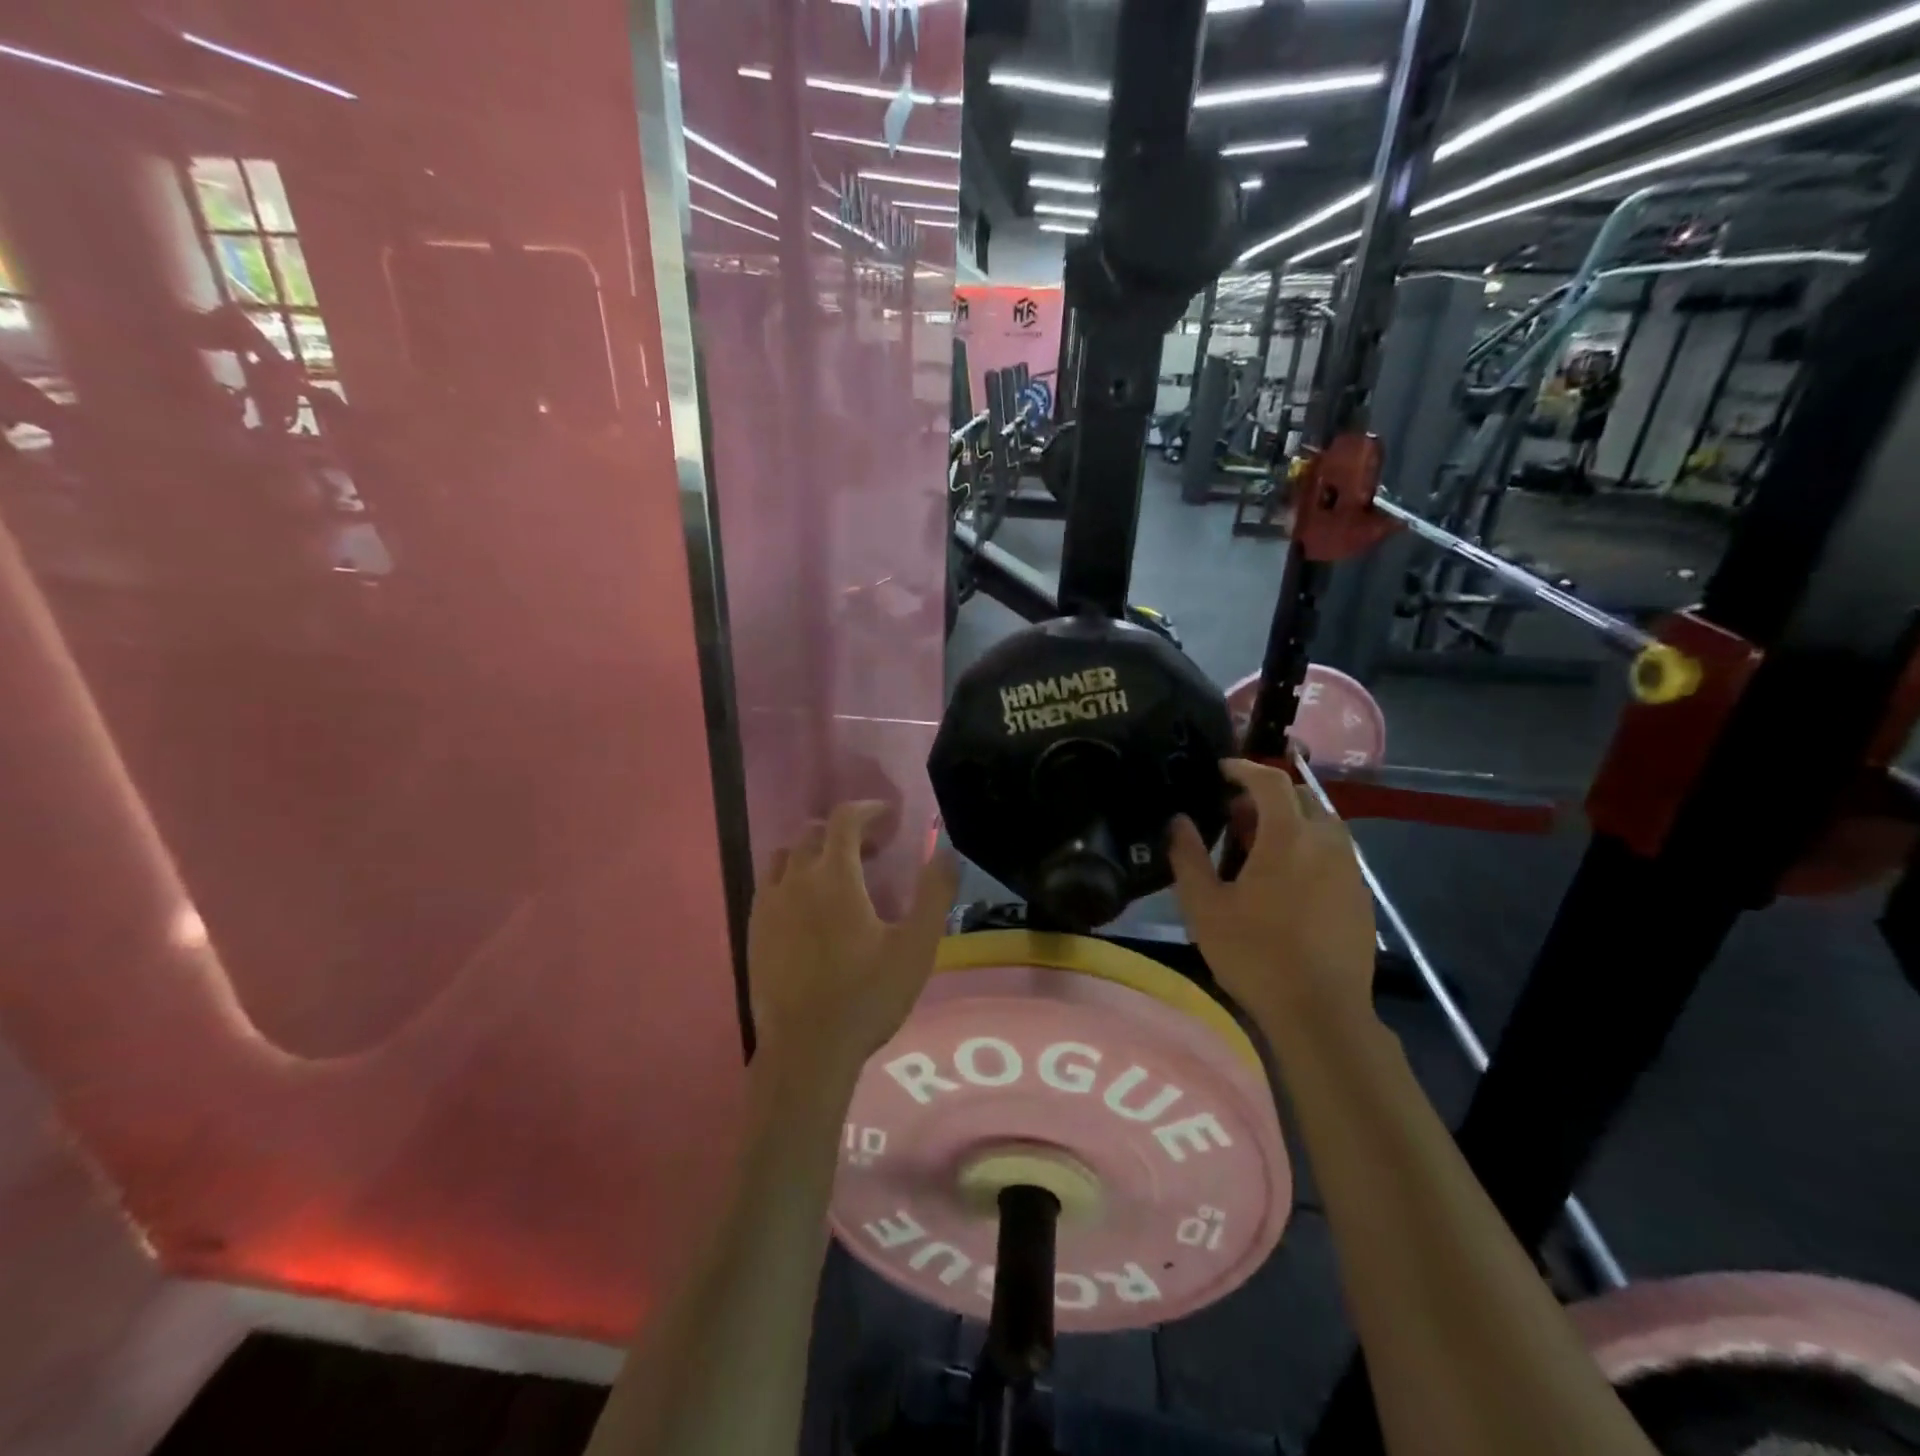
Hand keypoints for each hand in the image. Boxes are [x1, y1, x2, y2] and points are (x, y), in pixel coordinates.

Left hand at [747, 802, 959, 1079]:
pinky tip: (808, 908)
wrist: (806, 1051)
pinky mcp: (754, 931)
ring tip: (838, 875)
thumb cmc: (867, 996)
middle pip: (813, 834)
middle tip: (873, 852)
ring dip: (814, 852)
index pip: (845, 820)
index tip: (889, 817)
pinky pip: (769, 885)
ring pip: (786, 856)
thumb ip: (934, 893)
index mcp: (834, 877)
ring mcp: (768, 905)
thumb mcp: (916, 946)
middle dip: (845, 832)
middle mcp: (795, 880)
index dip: (869, 809)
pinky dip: (791, 878)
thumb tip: (947, 851)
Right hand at [1167, 758, 1375, 1031]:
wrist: (1320, 1012)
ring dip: (1290, 822)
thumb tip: (1178, 820)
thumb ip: (1188, 856)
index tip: (1221, 770)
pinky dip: (1308, 848)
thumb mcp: (1204, 906)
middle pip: (1301, 797)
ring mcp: (1349, 870)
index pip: (1270, 781)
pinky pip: (1333, 852)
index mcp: (1288, 837)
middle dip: (1267, 796)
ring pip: (1321, 824)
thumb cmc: (1255, 954)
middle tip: (1235, 816)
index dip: (1244, 769)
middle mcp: (1326, 842)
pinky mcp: (1360, 896)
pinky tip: (1286, 882)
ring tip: (1259, 849)